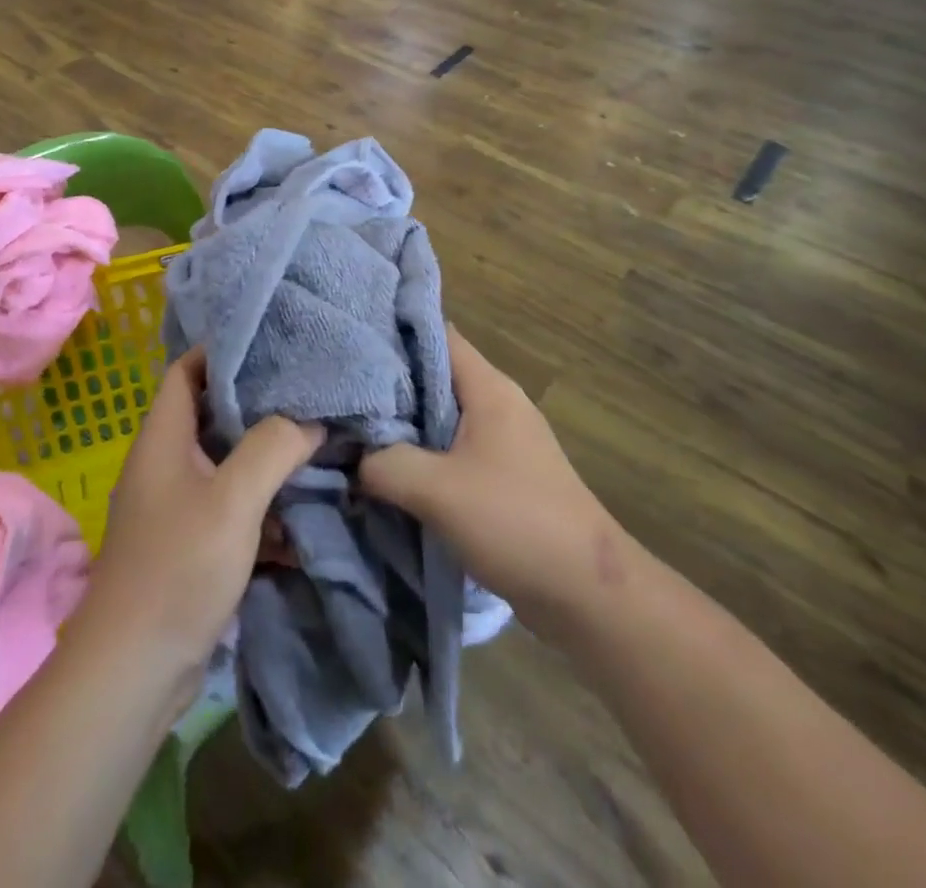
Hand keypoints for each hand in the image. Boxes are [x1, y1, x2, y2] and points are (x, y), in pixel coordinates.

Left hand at [72, 349, 320, 703]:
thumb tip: (309, 419)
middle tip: (309, 390)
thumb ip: (273, 448)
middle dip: (259, 403)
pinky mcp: (191, 544)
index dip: (223, 351)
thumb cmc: (177, 569)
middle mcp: (166, 464)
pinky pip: (233, 506)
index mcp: (163, 439)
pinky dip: (264, 503)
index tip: (273, 342)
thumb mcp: (232, 500)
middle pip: (212, 414)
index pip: (186, 370)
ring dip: (267, 456)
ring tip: (318, 440)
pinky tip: (304, 507)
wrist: (133, 674)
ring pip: (228, 462)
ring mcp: (177, 506)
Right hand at [360, 328, 613, 623]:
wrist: (587, 592)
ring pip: (440, 418)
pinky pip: (451, 452)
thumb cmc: (515, 521)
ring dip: (403, 427)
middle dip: (388, 385)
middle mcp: (496, 404)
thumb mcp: (436, 490)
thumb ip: (384, 464)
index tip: (349, 341)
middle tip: (339, 393)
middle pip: (433, 377)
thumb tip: (350, 456)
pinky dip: (421, 457)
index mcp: (488, 388)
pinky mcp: (502, 477)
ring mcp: (502, 441)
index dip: (394, 332)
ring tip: (353, 431)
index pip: (436, 335)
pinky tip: (388, 472)